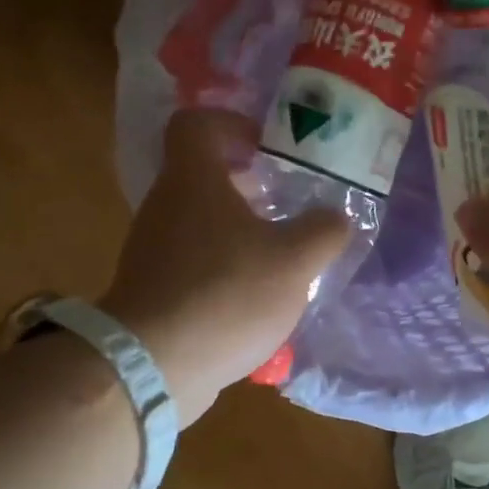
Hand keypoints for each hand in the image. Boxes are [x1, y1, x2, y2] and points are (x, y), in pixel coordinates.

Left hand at [101, 108, 349, 425]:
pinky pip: (193, 263)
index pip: (196, 124)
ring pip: (200, 222)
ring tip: (279, 254)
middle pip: (202, 176)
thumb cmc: (226, 294)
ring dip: (238, 230)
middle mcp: (165, 206)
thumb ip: (323, 231)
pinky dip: (223, 268)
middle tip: (285, 202)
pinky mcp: (152, 289)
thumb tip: (335, 218)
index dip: (232, 124)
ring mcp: (152, 250)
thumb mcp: (294, 260)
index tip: (266, 146)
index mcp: (193, 180)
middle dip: (247, 184)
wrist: (154, 365)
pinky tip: (255, 297)